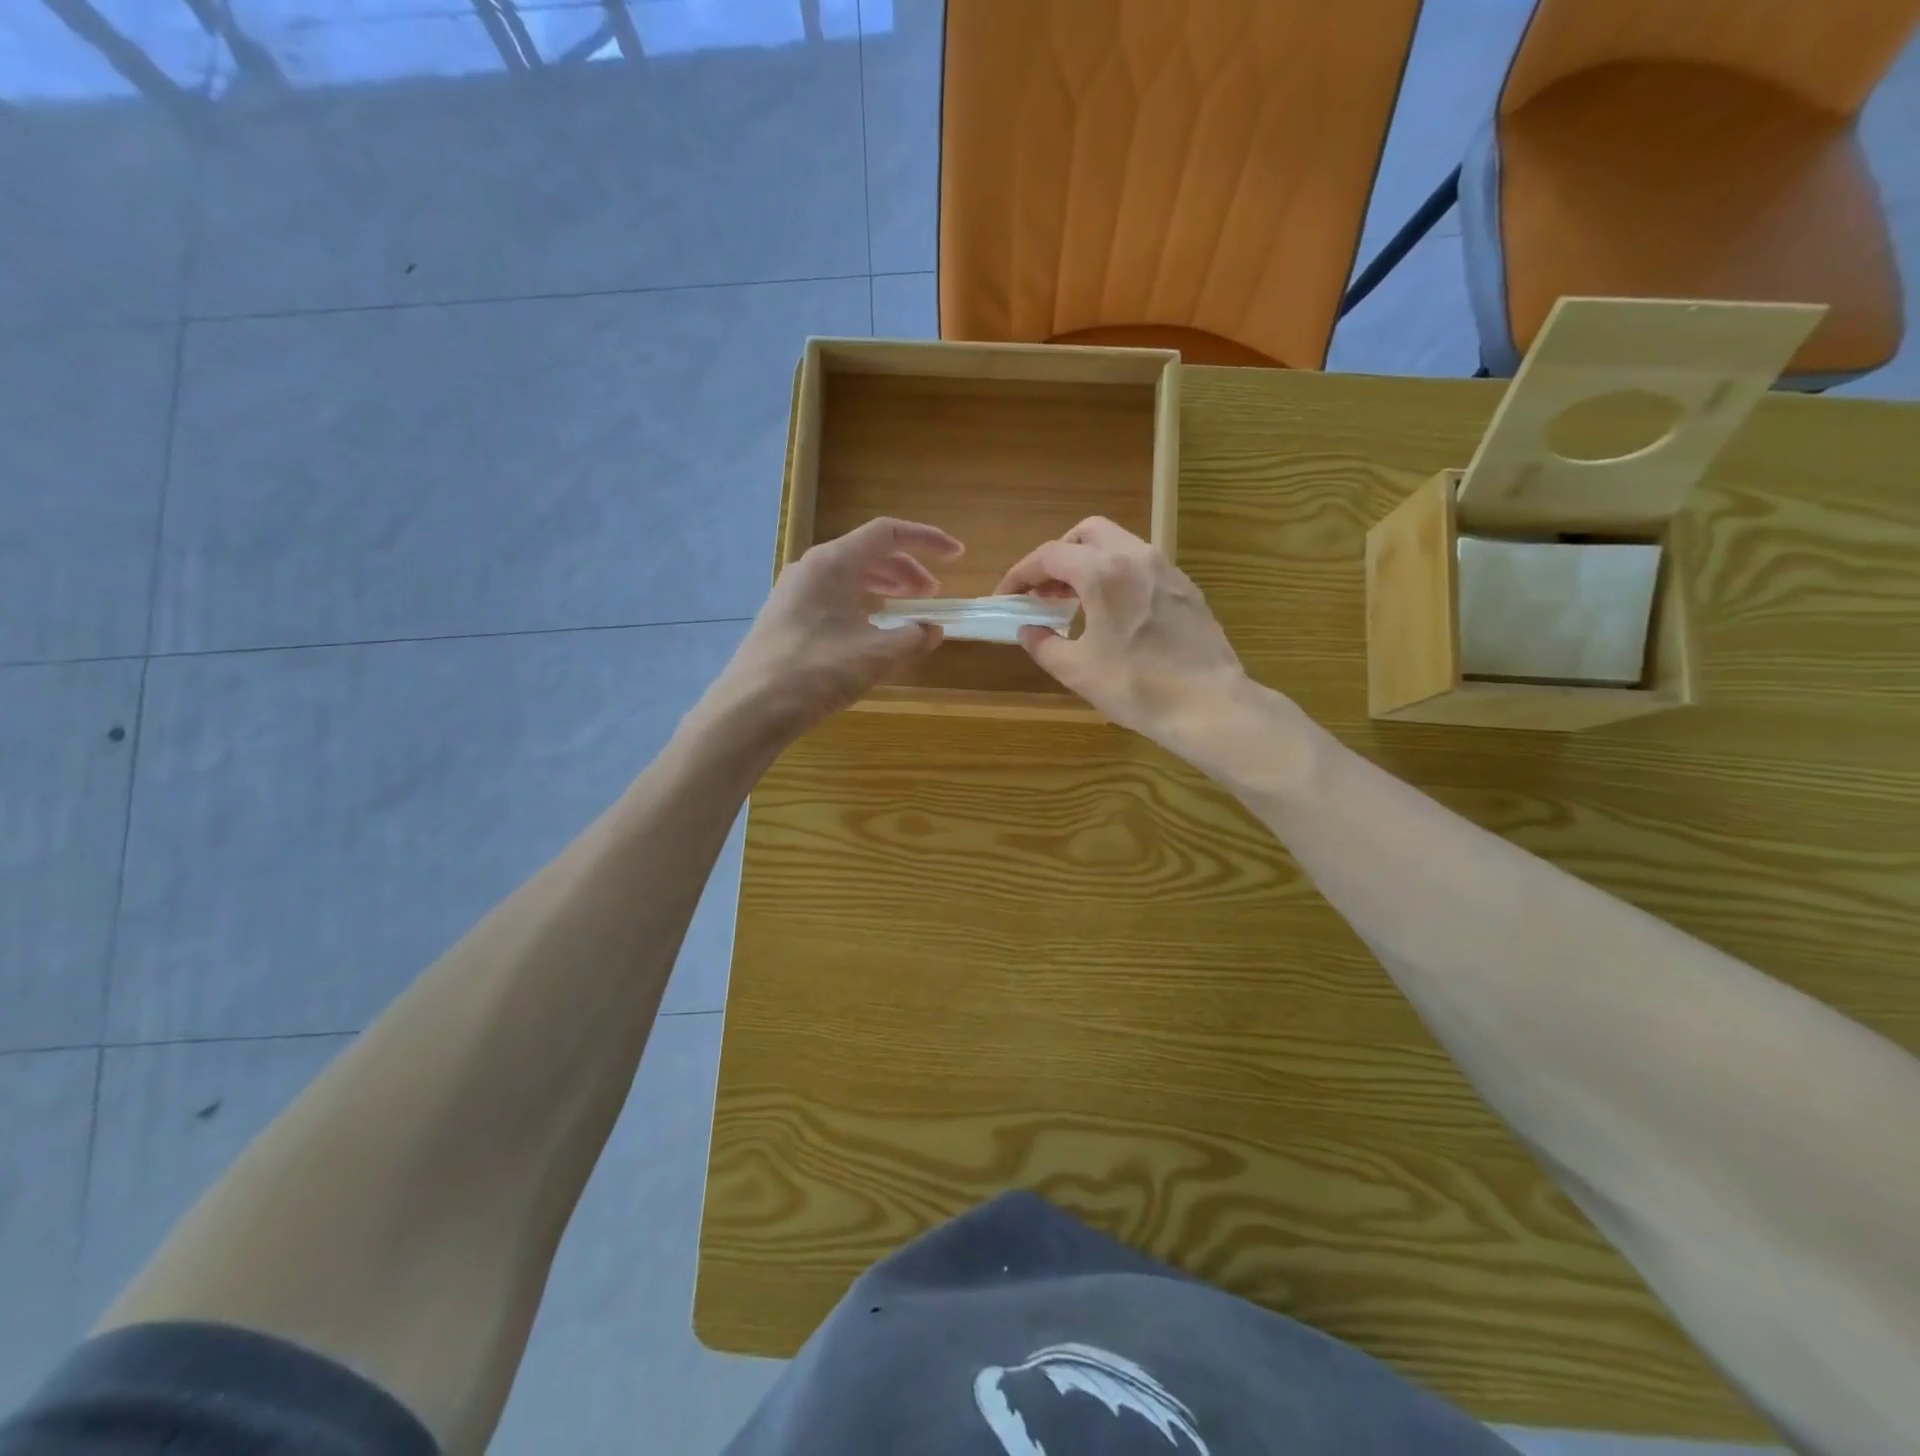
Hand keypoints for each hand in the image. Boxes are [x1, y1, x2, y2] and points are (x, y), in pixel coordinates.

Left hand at [706, 517, 962, 742]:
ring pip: (849, 576)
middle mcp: (811, 567)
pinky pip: (832, 596)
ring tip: (907, 610)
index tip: (957, 555)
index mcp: (833, 563)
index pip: (888, 534)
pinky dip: (860, 603)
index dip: (927, 540)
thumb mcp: (877, 655)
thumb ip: (913, 637)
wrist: (752, 708)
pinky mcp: (785, 616)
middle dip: (907, 570)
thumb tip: (933, 629)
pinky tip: (871, 630)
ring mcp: (793, 592)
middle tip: (932, 595)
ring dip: (884, 587)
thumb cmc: (818, 672)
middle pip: (868, 553)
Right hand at [995, 516, 1247, 746]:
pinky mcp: (1186, 587)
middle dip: (1058, 555)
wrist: (1208, 704)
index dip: (1020, 574)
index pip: (1050, 556)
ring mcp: (1166, 569)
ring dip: (1089, 563)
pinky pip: (1142, 565)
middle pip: (1087, 533)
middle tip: (1043, 590)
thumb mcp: (1077, 670)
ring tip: (1074, 601)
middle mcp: (1136, 556)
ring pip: (1119, 544)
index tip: (1006, 596)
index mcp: (1103, 572)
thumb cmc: (1136, 686)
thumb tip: (1027, 630)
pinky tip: (1113, 612)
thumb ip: (1043, 644)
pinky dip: (1117, 575)